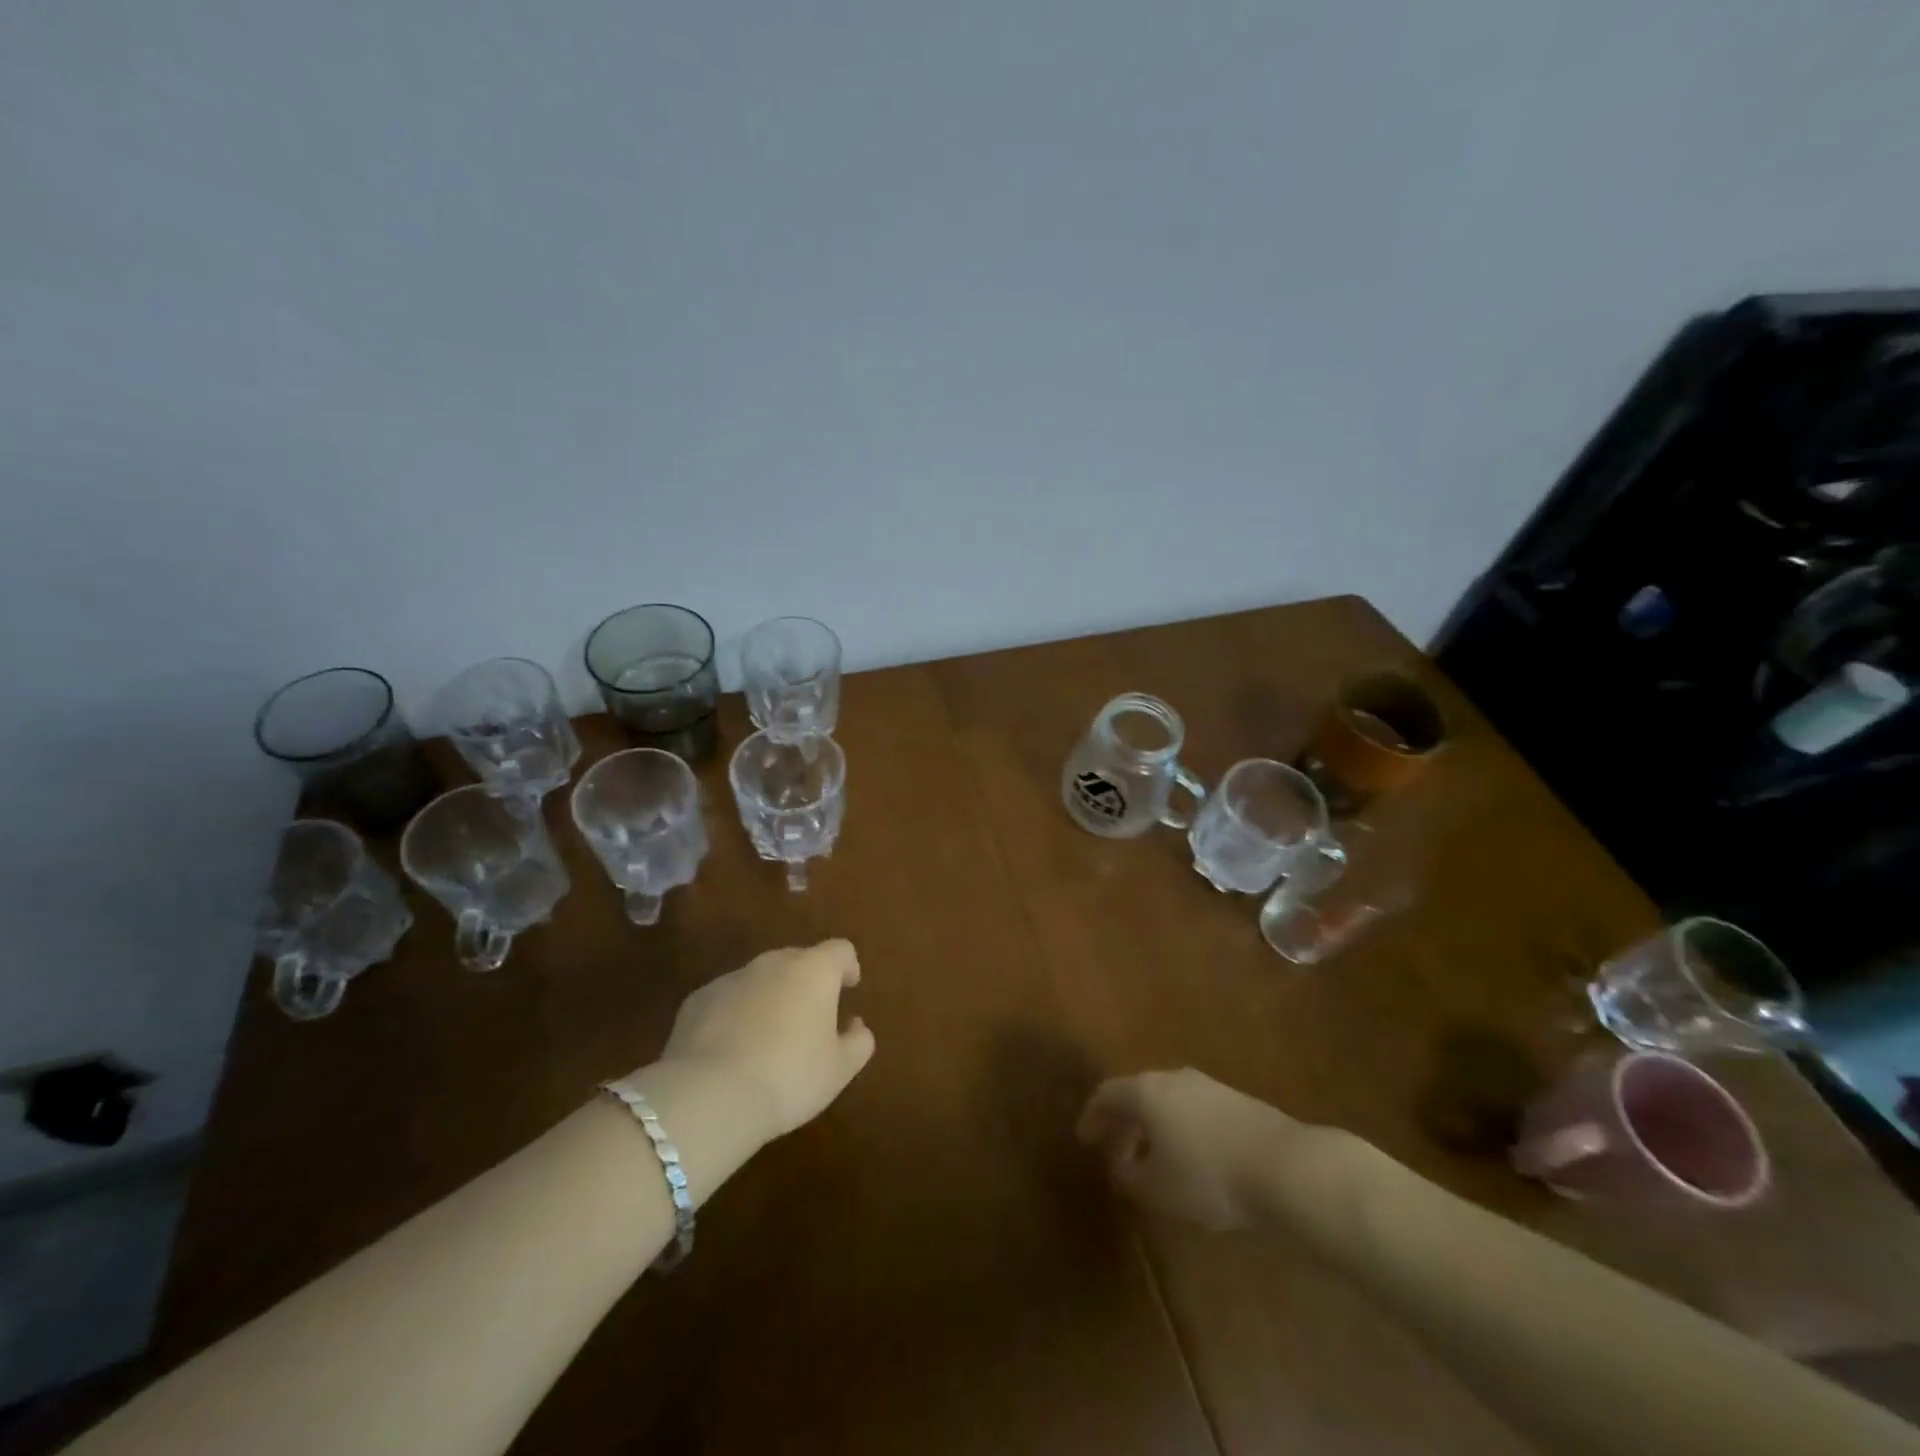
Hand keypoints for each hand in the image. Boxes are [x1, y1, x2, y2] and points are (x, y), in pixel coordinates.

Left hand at [660, 940, 874, 1140]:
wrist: (710, 1096)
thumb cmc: (789, 1077)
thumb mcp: (839, 1070)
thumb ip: (858, 1042)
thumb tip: (856, 1026)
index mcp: (814, 970)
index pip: (840, 951)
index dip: (847, 967)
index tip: (849, 987)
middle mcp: (773, 963)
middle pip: (798, 960)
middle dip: (807, 982)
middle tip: (810, 1018)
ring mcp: (731, 978)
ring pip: (760, 979)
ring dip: (770, 998)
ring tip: (769, 1038)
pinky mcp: (697, 1000)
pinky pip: (727, 1000)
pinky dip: (735, 1014)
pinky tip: (732, 1050)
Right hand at [1076, 1068, 1300, 1229]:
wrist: (1284, 1165)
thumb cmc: (1209, 1176)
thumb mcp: (1159, 1189)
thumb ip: (1129, 1177)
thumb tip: (1120, 1167)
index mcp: (1146, 1091)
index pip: (1106, 1094)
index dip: (1092, 1116)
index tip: (1084, 1139)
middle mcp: (1172, 1078)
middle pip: (1137, 1093)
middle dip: (1122, 1122)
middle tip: (1115, 1153)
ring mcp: (1206, 1085)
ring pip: (1166, 1100)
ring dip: (1152, 1125)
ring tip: (1151, 1158)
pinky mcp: (1234, 1099)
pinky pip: (1191, 1108)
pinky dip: (1178, 1127)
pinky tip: (1189, 1156)